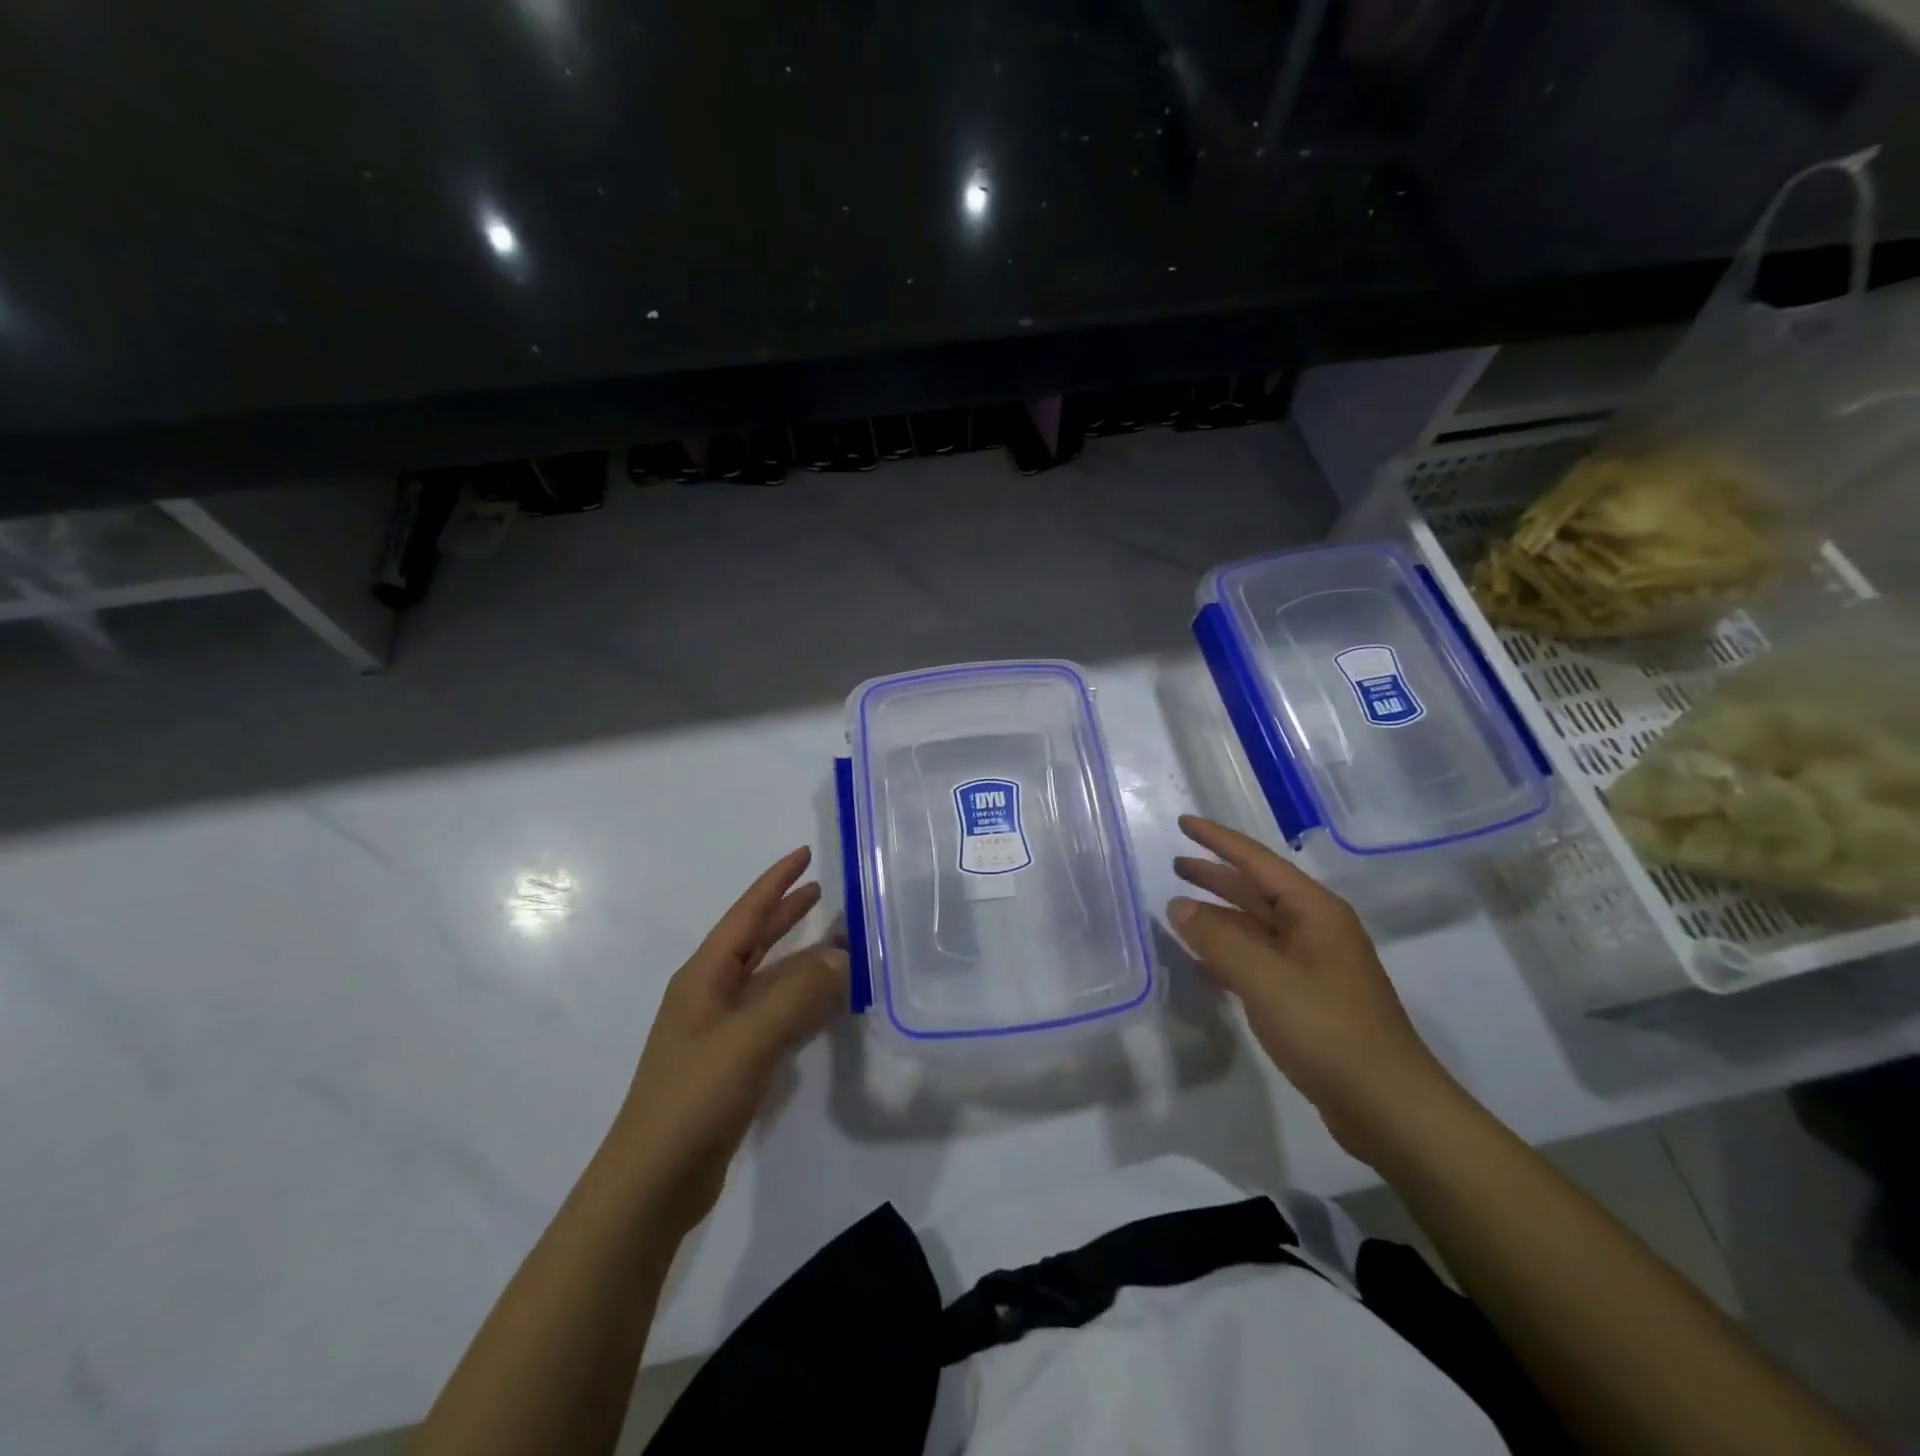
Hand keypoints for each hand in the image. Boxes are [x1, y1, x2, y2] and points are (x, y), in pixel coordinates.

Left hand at [612, 847, 846, 1236]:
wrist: (654, 1181)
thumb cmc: (694, 1096)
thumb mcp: (749, 1037)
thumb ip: (798, 992)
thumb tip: (841, 954)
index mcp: (704, 976)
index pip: (746, 914)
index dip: (776, 882)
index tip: (805, 854)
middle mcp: (711, 995)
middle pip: (755, 941)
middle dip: (786, 914)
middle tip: (823, 891)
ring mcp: (720, 1031)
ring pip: (768, 980)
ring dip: (799, 959)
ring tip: (836, 942)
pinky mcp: (733, 1064)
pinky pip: (774, 1016)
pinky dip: (800, 1001)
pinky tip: (825, 1003)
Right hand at [1168, 816, 1462, 1163]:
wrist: (1386, 1105)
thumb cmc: (1326, 1029)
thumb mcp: (1264, 977)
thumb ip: (1217, 938)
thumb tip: (1179, 905)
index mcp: (1314, 911)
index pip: (1257, 861)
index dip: (1218, 840)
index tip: (1183, 823)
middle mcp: (1315, 929)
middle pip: (1257, 890)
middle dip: (1216, 876)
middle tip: (1174, 865)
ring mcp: (1313, 965)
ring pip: (1256, 927)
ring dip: (1220, 916)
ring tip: (1179, 909)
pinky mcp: (1307, 998)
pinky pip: (1259, 960)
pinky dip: (1229, 953)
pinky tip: (1203, 961)